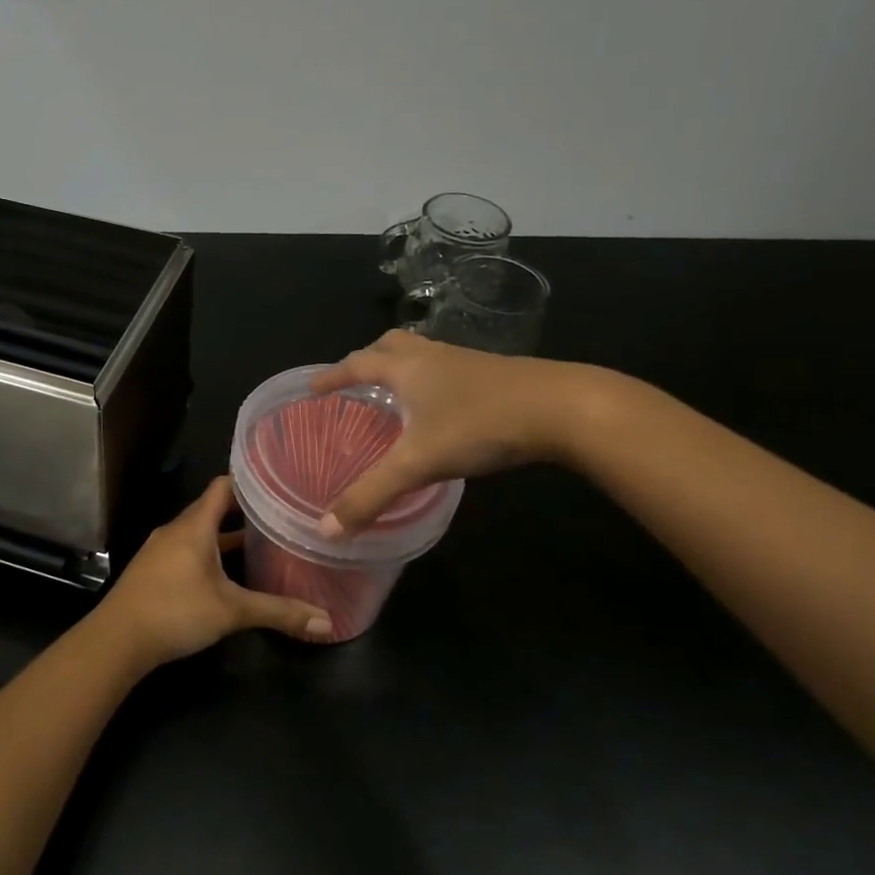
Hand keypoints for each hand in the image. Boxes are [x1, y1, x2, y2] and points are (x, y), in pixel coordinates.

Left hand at [89, 477, 333, 667]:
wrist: (116, 640)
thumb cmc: (175, 611)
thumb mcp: (232, 611)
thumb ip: (278, 612)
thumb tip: (327, 621)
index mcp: (195, 525)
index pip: (223, 486)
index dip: (249, 482)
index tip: (278, 484)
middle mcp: (176, 529)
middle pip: (212, 510)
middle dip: (244, 513)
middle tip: (278, 516)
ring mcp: (161, 550)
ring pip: (199, 533)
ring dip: (225, 537)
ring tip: (259, 545)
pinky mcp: (153, 570)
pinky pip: (187, 550)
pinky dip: (208, 554)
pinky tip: (226, 575)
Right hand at [311, 330, 610, 533]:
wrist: (563, 407)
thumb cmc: (480, 425)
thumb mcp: (419, 464)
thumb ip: (371, 495)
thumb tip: (326, 529)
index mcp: (406, 368)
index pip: (356, 364)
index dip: (331, 375)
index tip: (311, 387)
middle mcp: (432, 356)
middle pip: (390, 345)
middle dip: (367, 360)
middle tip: (354, 382)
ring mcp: (467, 362)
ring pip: (423, 354)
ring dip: (402, 367)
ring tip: (394, 394)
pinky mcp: (495, 374)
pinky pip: (448, 369)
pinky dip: (432, 381)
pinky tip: (442, 408)